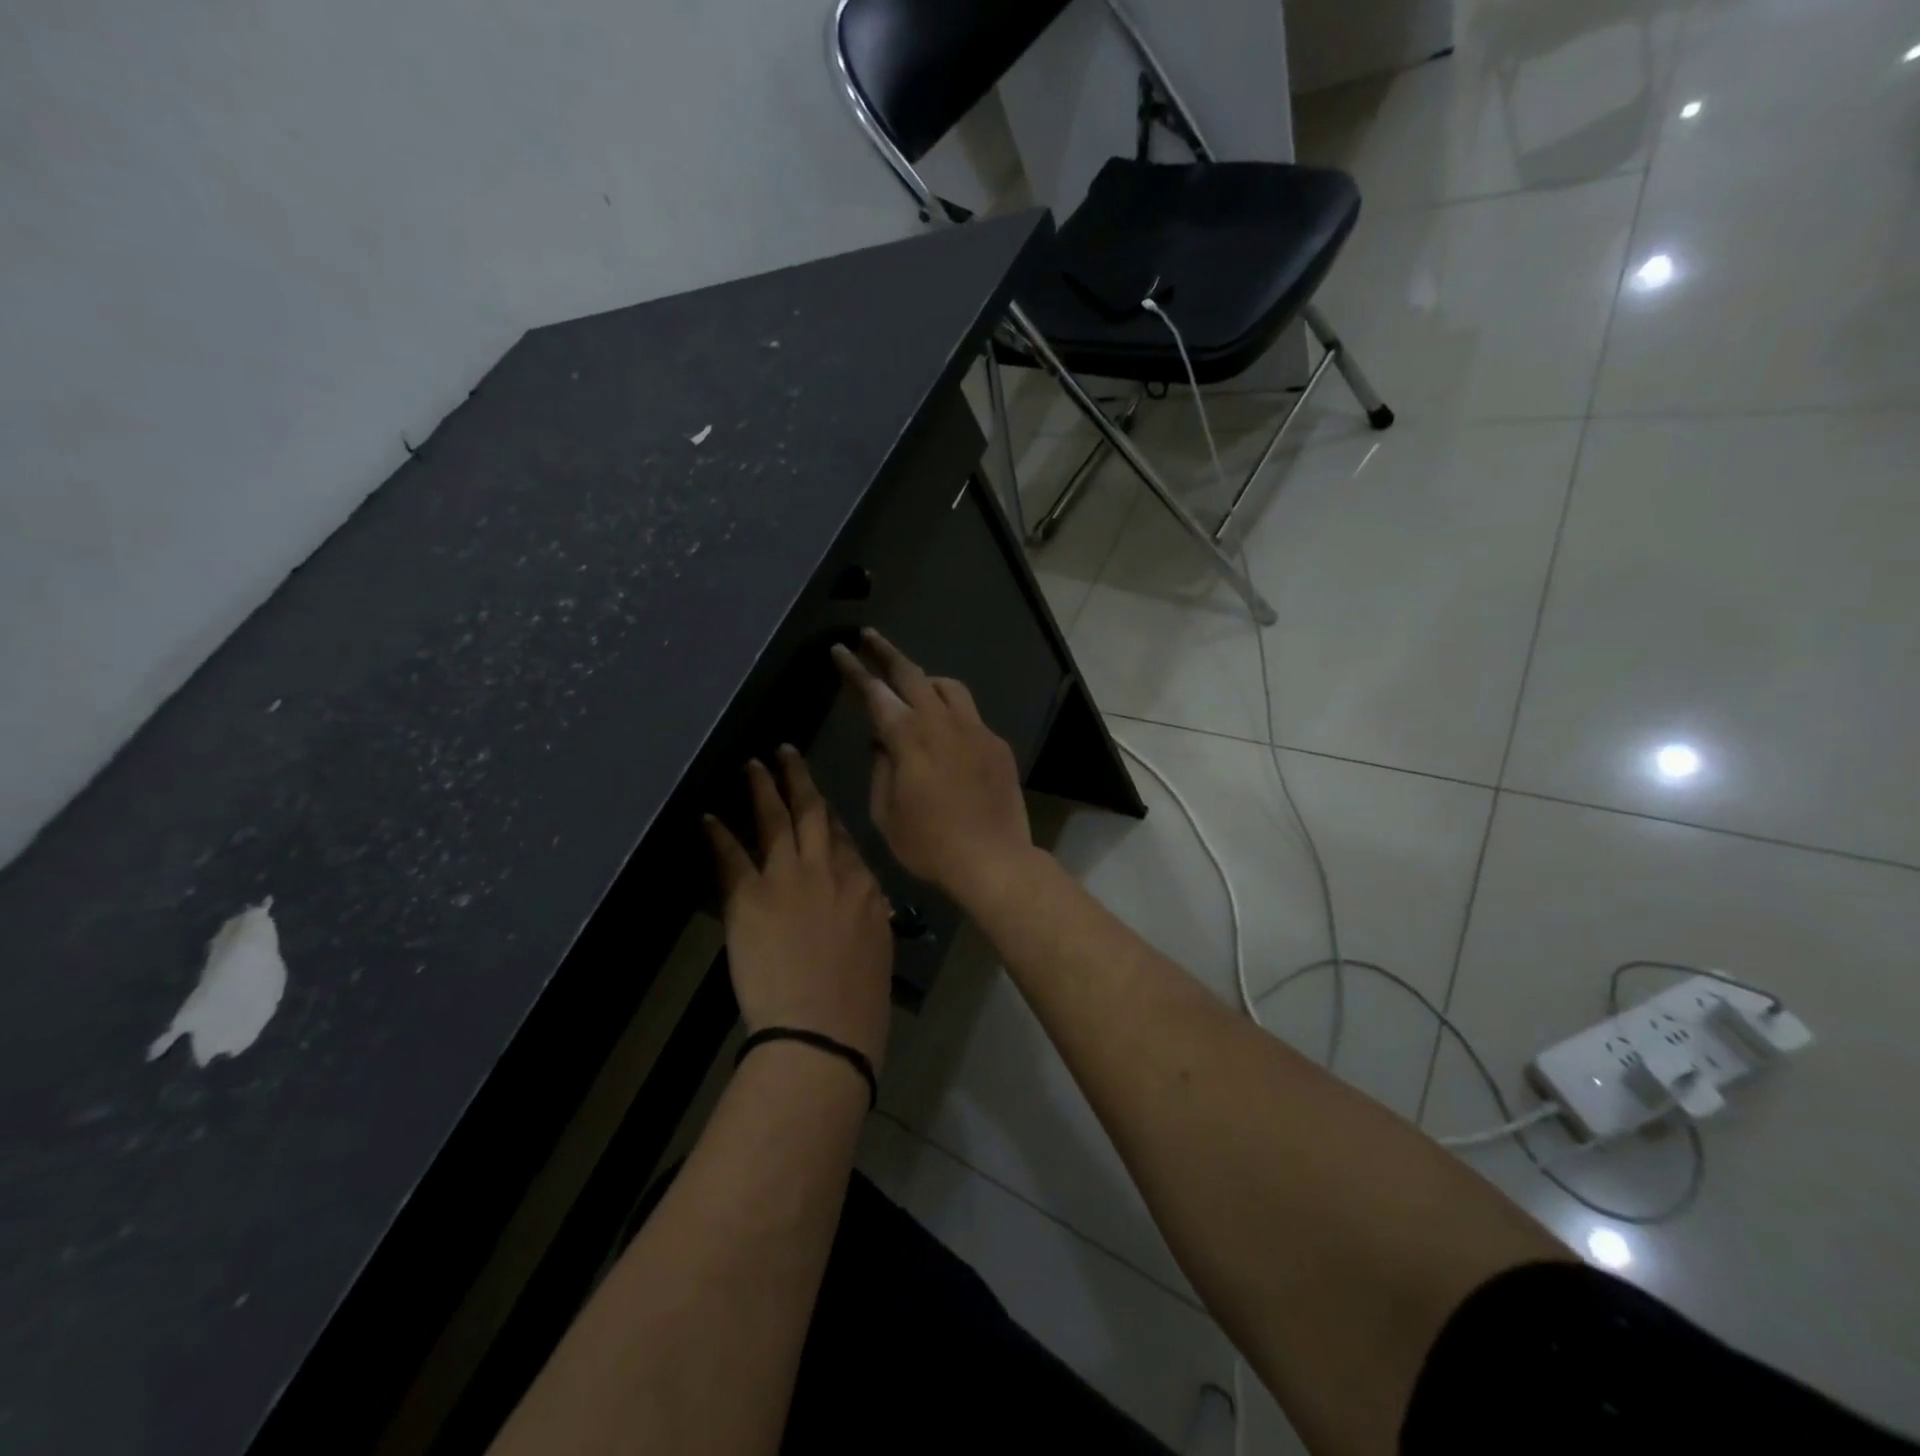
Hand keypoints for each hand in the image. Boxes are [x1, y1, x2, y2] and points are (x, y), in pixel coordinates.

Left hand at [704, 747, 892, 1071]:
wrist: (823, 1028)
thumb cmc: (860, 1000)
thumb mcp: (877, 948)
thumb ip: (869, 915)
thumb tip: (868, 902)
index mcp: (862, 884)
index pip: (842, 837)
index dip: (826, 814)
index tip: (815, 799)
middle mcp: (826, 869)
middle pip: (811, 814)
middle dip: (798, 779)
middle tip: (785, 751)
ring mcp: (786, 879)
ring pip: (774, 821)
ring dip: (761, 790)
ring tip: (752, 764)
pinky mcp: (750, 897)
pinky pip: (731, 857)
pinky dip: (718, 835)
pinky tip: (708, 816)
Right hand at [830, 629, 1033, 907]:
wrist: (993, 859)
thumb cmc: (929, 844)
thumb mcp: (886, 813)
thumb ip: (881, 768)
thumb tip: (883, 742)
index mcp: (908, 738)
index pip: (875, 693)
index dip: (854, 670)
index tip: (840, 651)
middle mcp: (942, 722)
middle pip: (912, 673)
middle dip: (886, 652)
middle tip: (869, 637)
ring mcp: (975, 730)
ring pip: (948, 686)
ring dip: (925, 680)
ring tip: (912, 688)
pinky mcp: (996, 744)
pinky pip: (970, 715)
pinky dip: (951, 713)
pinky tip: (946, 735)